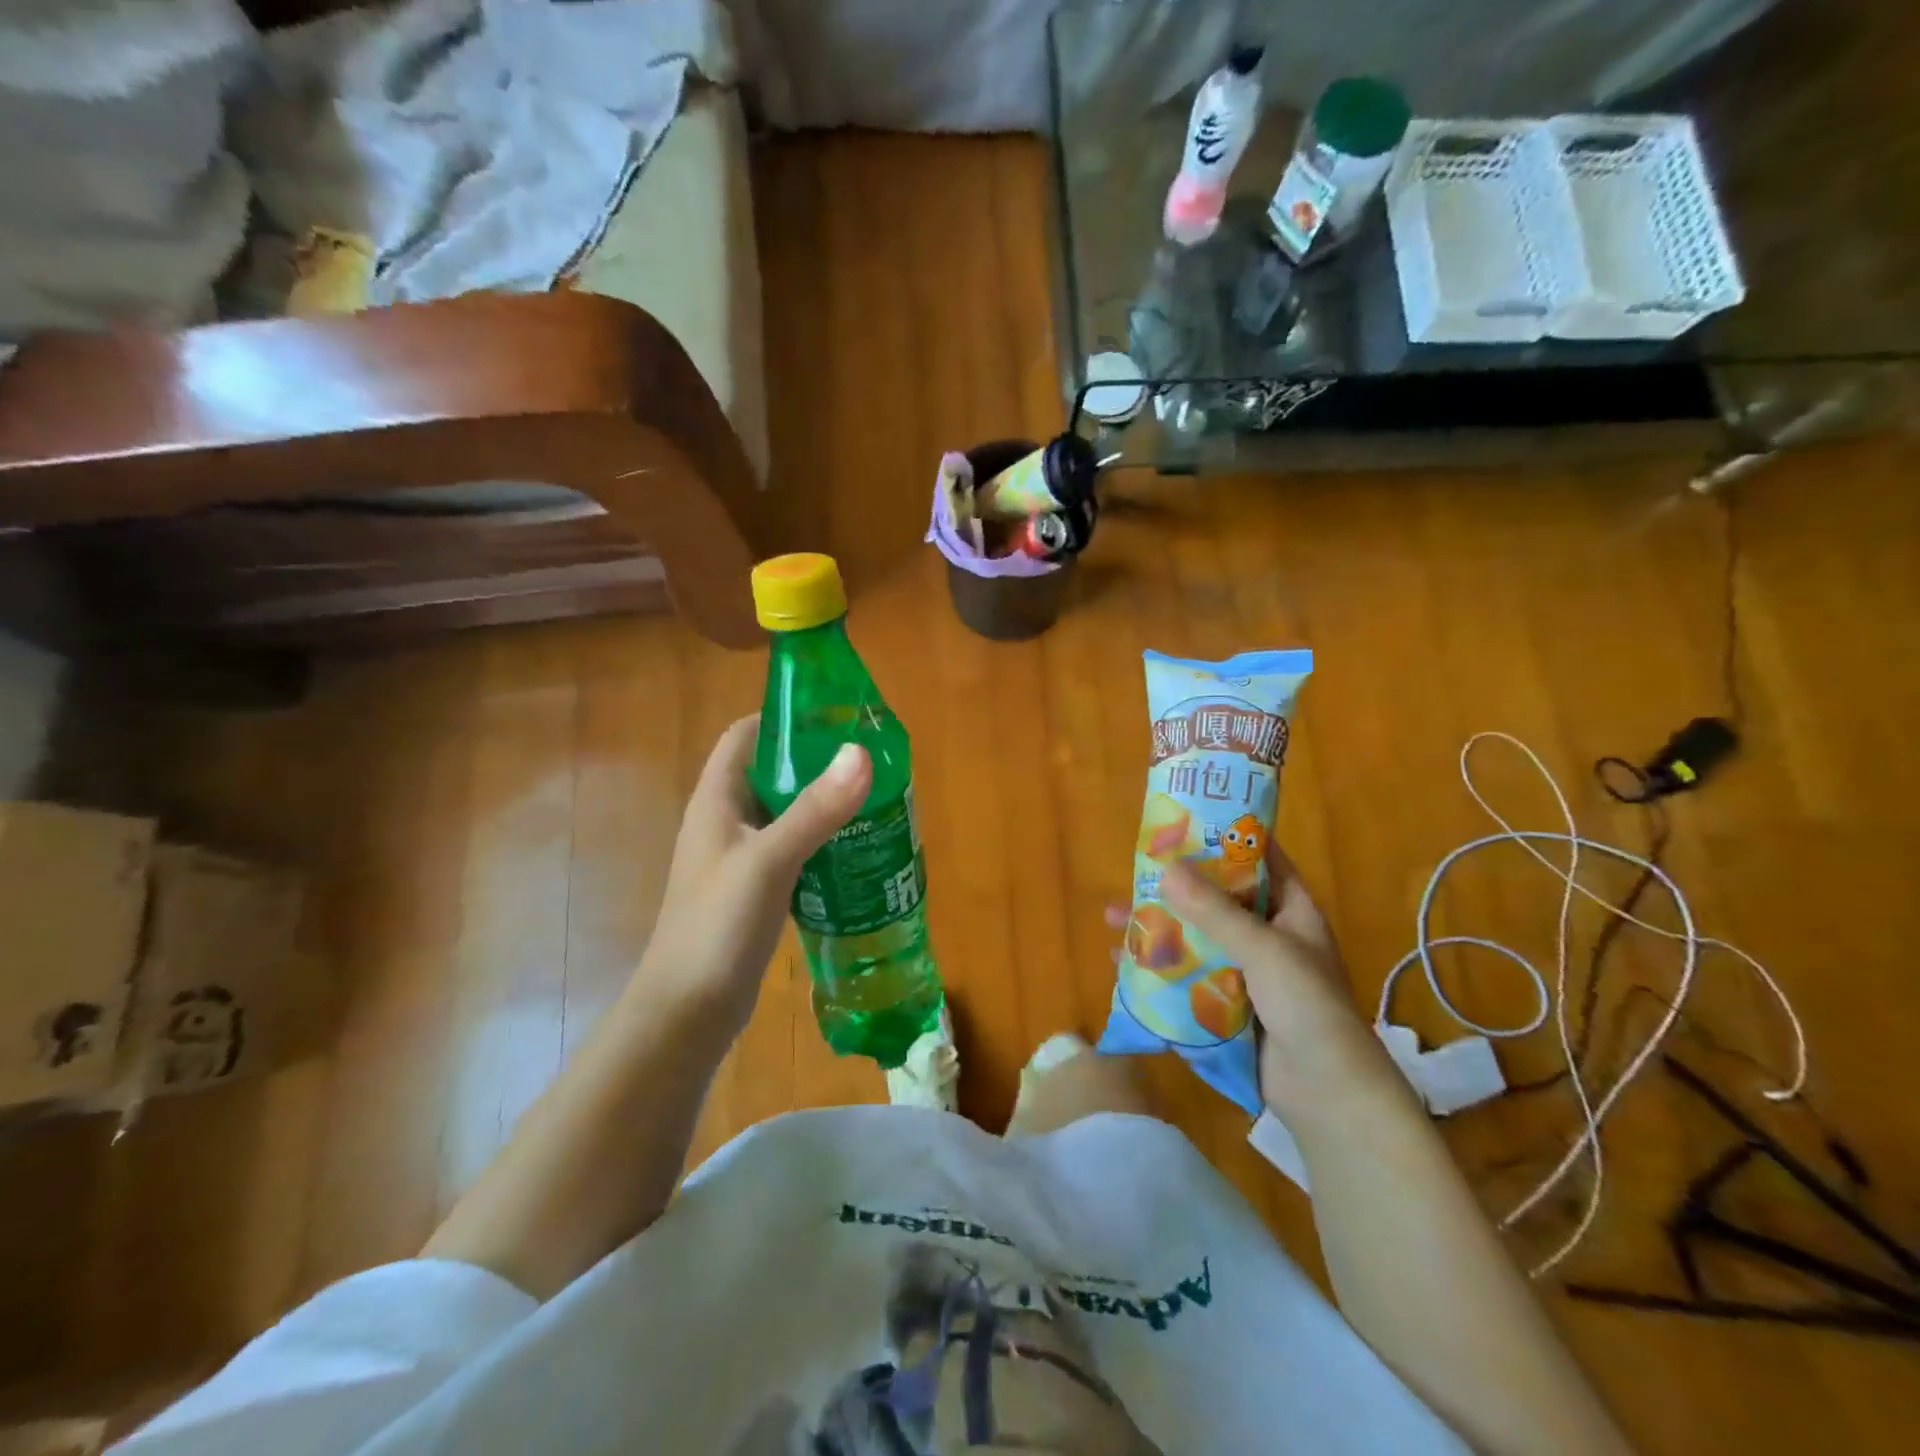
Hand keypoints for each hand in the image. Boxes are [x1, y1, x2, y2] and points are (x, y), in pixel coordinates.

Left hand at [631, 716, 870, 1042]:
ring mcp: (739, 858)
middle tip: (868, 758)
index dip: (783, 718)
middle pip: (770, 772)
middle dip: (815, 761)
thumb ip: (815, 809)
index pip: (745, 736)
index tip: (834, 715)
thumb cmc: (718, 926)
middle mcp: (725, 821)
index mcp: (716, 800)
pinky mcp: (754, 890)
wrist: (687, 1012)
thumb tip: (860, 752)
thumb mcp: (770, 860)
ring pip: (785, 813)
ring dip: (821, 802)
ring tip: (872, 797)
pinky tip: (856, 848)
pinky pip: (792, 849)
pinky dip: (820, 841)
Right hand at [1109, 842, 1398, 1120]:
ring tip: (1111, 917)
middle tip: (1133, 870)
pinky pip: (1183, 977)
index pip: (1259, 861)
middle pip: (1215, 899)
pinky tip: (1119, 962)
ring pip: (1193, 939)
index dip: (1226, 839)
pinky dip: (1155, 967)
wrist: (1328, 1097)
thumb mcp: (1264, 950)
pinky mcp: (1223, 1006)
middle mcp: (1266, 937)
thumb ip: (1215, 912)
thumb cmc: (1308, 1008)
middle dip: (1174, 887)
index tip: (1185, 820)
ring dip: (1156, 928)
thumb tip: (1166, 868)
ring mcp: (1243, 973)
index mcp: (1290, 912)